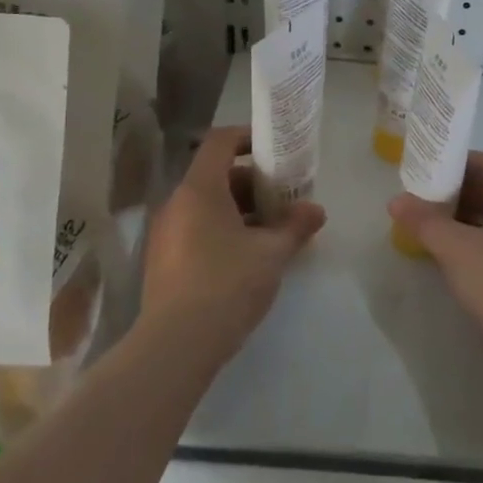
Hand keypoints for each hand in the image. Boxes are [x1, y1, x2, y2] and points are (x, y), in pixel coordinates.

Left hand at [140, 126, 325, 353]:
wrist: (176, 344)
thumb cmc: (227, 284)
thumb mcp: (271, 254)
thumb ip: (295, 226)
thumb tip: (316, 210)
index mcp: (199, 190)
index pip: (220, 142)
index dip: (248, 137)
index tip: (277, 150)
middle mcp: (177, 204)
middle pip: (217, 176)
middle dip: (254, 182)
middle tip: (286, 197)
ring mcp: (166, 234)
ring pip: (208, 206)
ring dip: (242, 209)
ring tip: (275, 229)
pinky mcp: (165, 261)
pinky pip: (198, 229)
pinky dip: (225, 230)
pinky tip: (251, 256)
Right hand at [387, 152, 482, 374]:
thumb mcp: (456, 249)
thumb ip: (424, 221)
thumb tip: (397, 201)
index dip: (464, 163)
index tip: (432, 172)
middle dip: (463, 194)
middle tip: (428, 201)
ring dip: (471, 222)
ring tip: (435, 230)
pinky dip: (482, 247)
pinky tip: (457, 262)